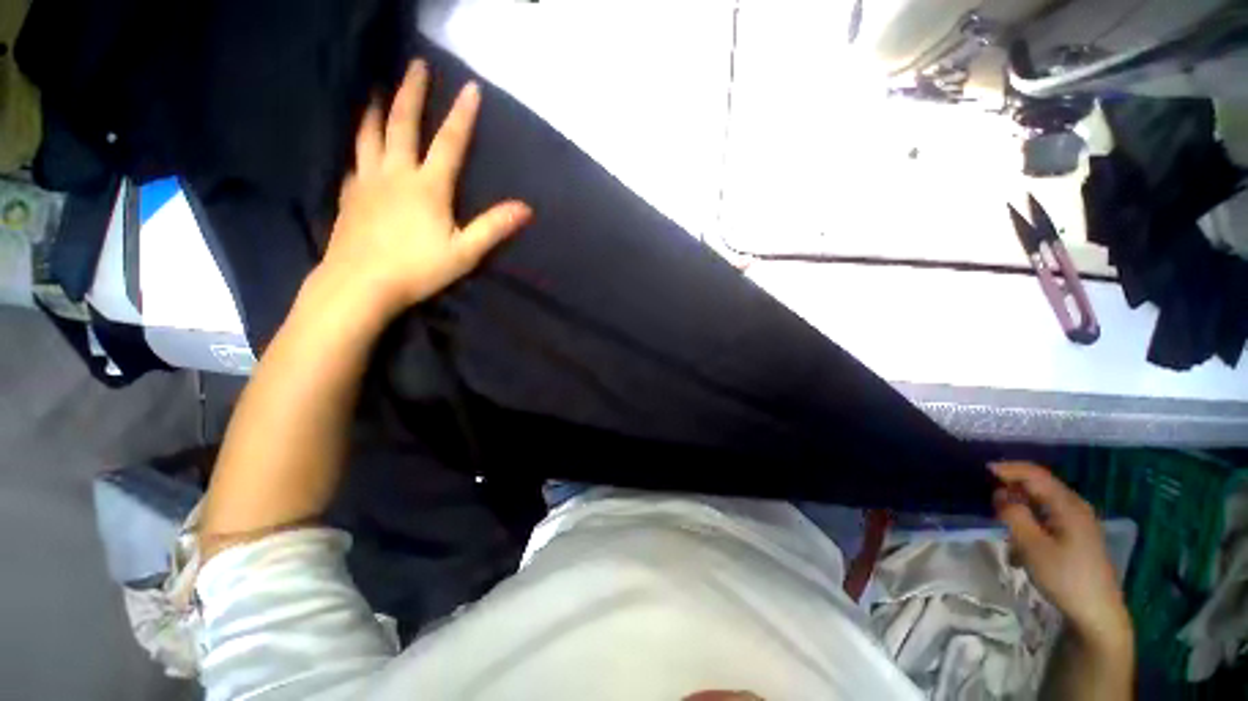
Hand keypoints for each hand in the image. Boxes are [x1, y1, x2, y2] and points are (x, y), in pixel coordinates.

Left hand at [319, 59, 531, 320]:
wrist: (360, 284)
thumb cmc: (418, 269)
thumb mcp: (465, 252)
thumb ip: (494, 227)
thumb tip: (526, 209)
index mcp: (428, 186)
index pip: (450, 143)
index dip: (462, 115)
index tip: (470, 87)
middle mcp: (396, 173)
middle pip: (403, 124)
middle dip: (412, 93)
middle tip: (416, 65)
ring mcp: (368, 181)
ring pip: (370, 135)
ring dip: (377, 109)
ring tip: (379, 90)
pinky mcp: (349, 195)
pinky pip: (355, 160)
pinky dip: (359, 144)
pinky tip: (360, 144)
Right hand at [992, 462, 1131, 649]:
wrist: (1097, 614)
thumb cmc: (1064, 577)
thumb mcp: (1031, 546)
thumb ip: (1013, 515)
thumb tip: (1000, 494)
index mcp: (1067, 505)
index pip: (1034, 474)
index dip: (1007, 469)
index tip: (982, 471)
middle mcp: (1075, 507)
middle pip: (1039, 486)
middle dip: (1012, 489)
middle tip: (987, 499)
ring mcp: (1079, 522)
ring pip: (1041, 504)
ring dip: (1019, 510)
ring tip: (1002, 528)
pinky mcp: (1077, 537)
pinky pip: (1048, 518)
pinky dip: (1030, 523)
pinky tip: (1021, 547)